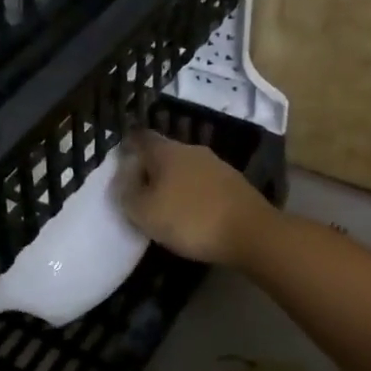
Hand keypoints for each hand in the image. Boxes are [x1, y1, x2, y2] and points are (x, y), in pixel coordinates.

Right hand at [116, 129, 276, 266]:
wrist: (251, 232)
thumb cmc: (190, 220)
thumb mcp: (145, 212)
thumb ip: (127, 193)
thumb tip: (121, 178)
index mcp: (166, 151)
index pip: (140, 137)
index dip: (127, 147)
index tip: (119, 163)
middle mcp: (192, 149)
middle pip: (163, 152)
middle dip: (150, 168)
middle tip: (138, 190)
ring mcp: (217, 164)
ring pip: (185, 167)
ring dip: (172, 181)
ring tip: (163, 204)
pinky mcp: (234, 183)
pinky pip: (203, 183)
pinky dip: (192, 193)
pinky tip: (191, 212)